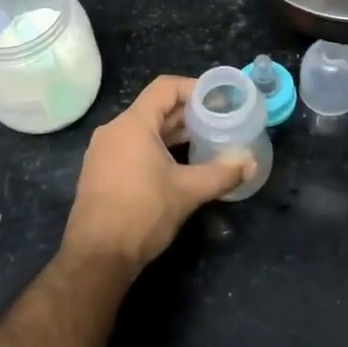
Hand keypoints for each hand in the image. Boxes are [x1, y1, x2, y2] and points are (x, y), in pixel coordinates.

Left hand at [60, 76, 253, 274]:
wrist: (97, 259)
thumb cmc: (142, 214)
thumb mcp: (188, 192)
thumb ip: (222, 174)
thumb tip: (251, 162)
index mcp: (132, 125)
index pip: (165, 88)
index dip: (194, 87)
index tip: (219, 99)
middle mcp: (114, 131)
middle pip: (155, 108)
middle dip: (188, 113)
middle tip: (219, 121)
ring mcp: (103, 152)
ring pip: (144, 129)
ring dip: (174, 133)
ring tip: (204, 141)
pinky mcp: (101, 173)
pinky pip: (133, 147)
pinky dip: (157, 148)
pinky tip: (178, 165)